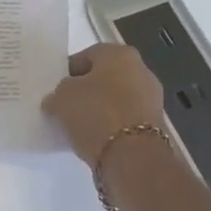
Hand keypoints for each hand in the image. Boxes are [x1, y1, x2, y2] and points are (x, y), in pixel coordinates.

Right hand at [42, 44, 166, 165]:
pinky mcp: (154, 125)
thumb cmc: (96, 113)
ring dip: (98, 110)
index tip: (55, 91)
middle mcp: (141, 70)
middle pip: (103, 78)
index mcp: (119, 53)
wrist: (132, 157)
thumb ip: (58, 93)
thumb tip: (58, 100)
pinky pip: (124, 119)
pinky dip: (110, 126)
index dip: (67, 73)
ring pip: (115, 100)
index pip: (85, 57)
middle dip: (85, 92)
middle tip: (65, 108)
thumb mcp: (62, 97)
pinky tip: (95, 139)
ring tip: (78, 127)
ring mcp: (151, 98)